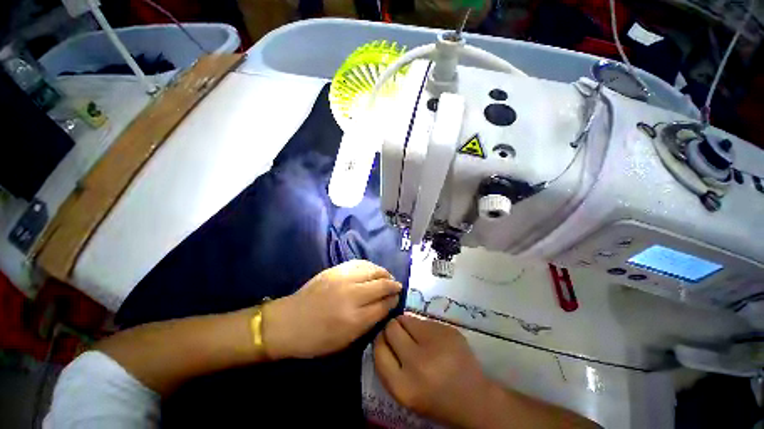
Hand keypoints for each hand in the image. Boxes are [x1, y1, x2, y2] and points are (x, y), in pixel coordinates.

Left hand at [262, 260, 401, 358]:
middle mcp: (352, 295)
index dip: (393, 301)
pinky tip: (373, 269)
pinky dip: (370, 266)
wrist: (288, 322)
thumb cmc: (316, 339)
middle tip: (397, 286)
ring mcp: (343, 278)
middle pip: (382, 285)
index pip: (383, 305)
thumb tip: (385, 307)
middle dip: (393, 285)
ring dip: (384, 273)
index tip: (397, 299)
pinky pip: (360, 263)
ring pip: (373, 270)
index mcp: (354, 319)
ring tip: (387, 277)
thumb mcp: (345, 341)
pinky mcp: (336, 269)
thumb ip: (368, 323)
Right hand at [374, 313, 495, 427]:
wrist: (474, 399)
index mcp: (403, 386)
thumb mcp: (404, 392)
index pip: (378, 349)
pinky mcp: (447, 330)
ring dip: (407, 325)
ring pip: (406, 318)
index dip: (380, 341)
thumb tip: (381, 333)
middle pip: (391, 328)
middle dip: (392, 329)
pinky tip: (433, 340)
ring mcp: (435, 343)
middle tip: (401, 336)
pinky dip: (422, 327)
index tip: (385, 341)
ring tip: (417, 337)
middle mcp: (417, 363)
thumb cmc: (434, 399)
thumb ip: (388, 365)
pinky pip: (423, 320)